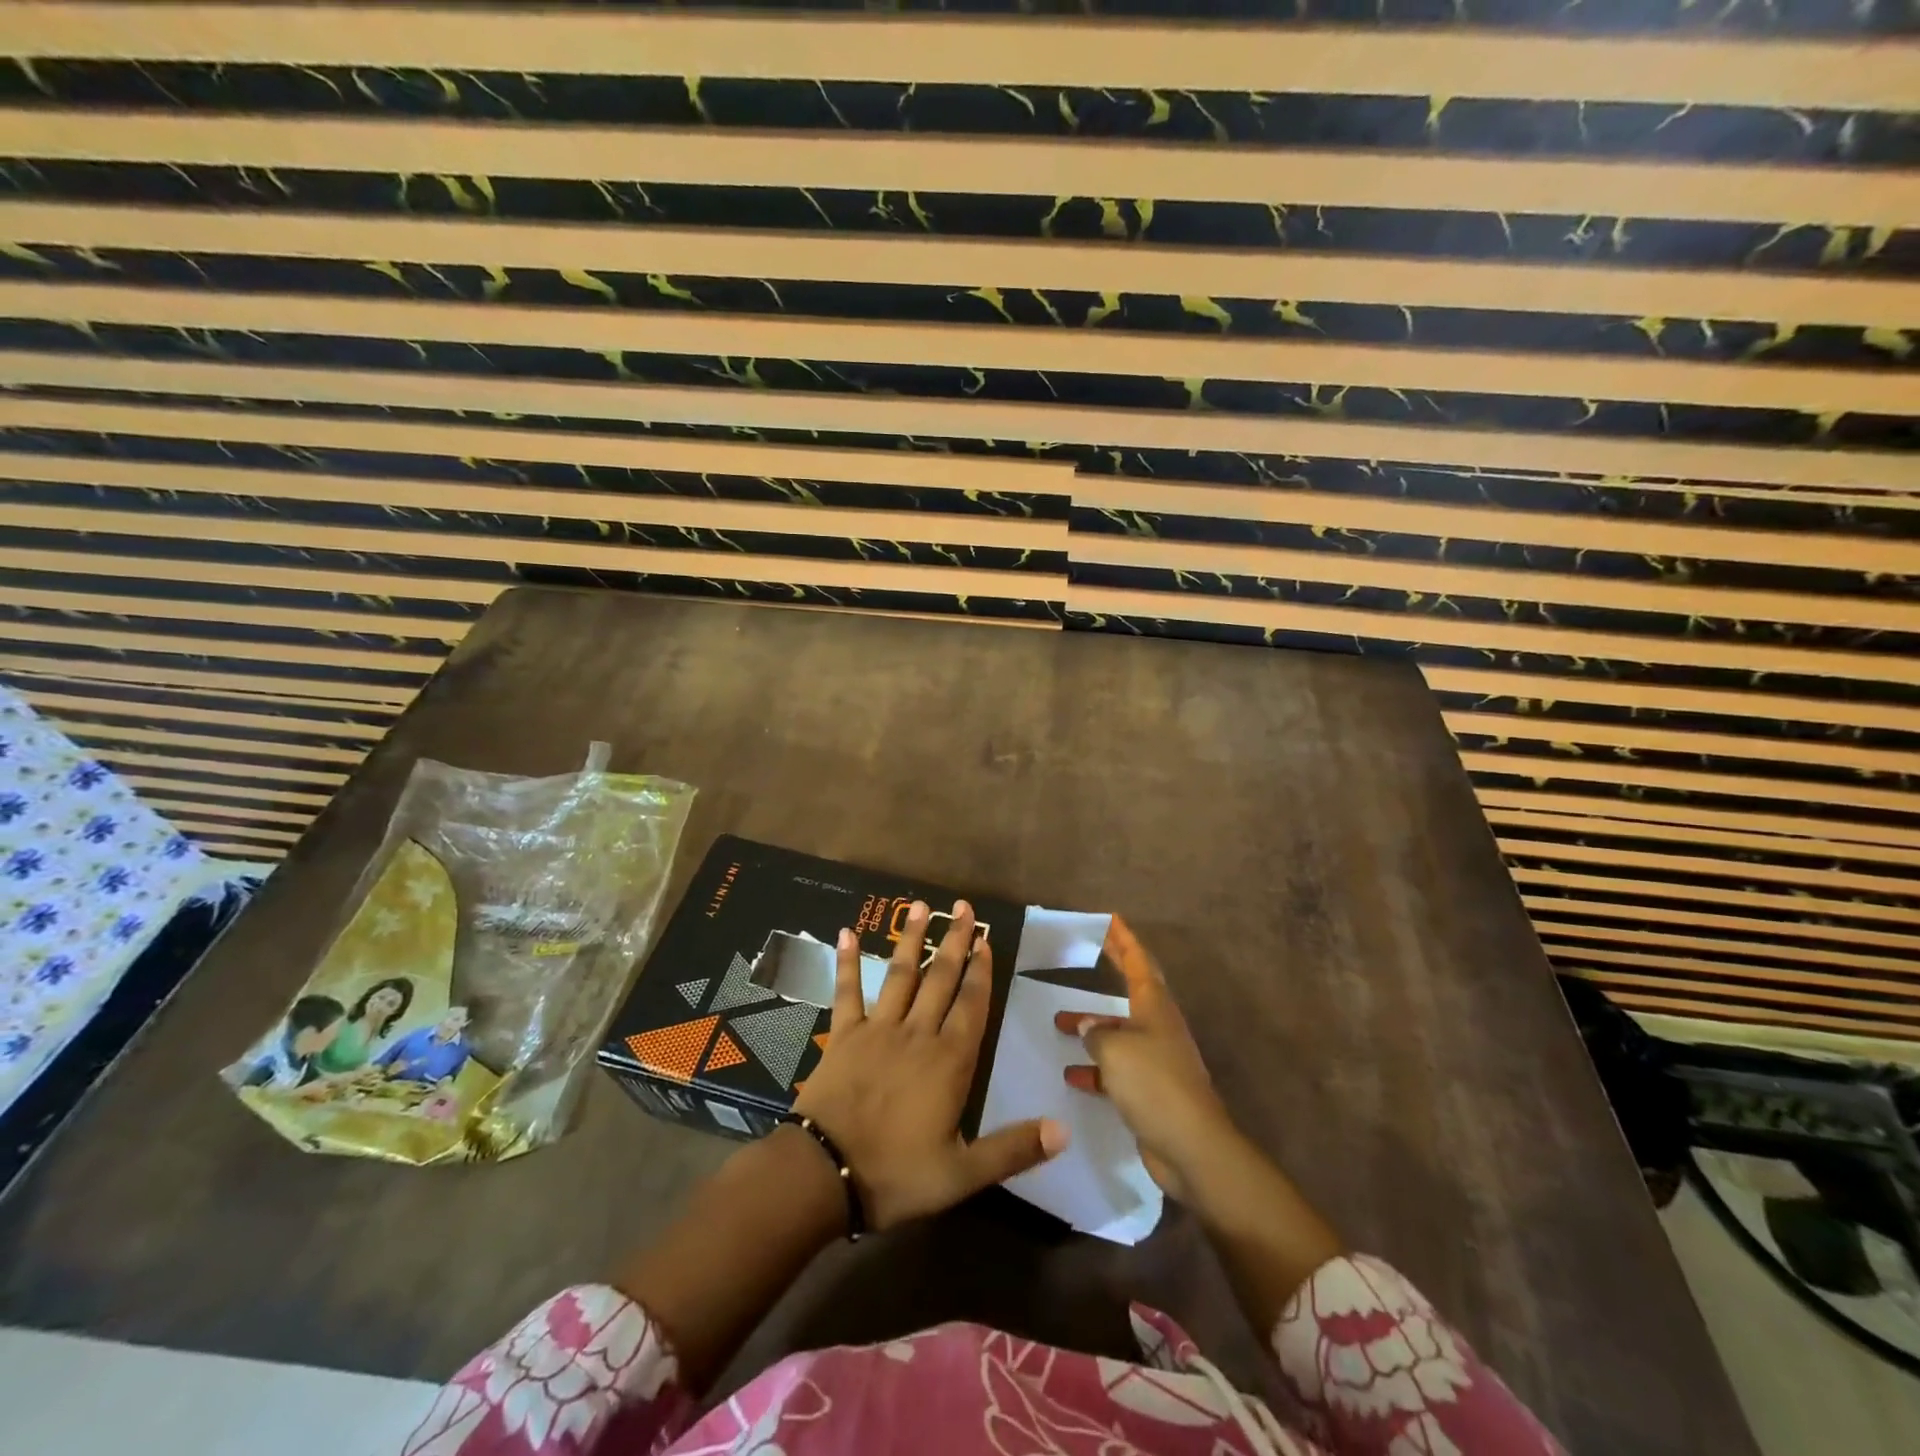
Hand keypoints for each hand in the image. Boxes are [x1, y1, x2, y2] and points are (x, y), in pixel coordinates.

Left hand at [794, 898, 1066, 1229]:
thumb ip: (1013, 1148)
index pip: (972, 1005)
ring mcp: (878, 1029)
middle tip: (964, 908)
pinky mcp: (844, 1034)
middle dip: (955, 941)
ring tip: (921, 906)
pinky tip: (847, 932)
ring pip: (901, 974)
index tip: (986, 940)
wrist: (825, 1173)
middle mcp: (917, 1033)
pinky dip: (848, 961)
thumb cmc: (896, 1174)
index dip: (981, 971)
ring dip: (912, 939)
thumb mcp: (962, 1174)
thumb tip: (1064, 1129)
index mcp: (949, 1061)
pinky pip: (847, 991)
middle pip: (941, 979)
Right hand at [1054, 916, 1234, 1201]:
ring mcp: (1156, 1060)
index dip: (1123, 939)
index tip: (1109, 919)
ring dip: (1092, 1027)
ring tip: (1059, 1024)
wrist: (1192, 1147)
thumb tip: (1086, 1026)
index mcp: (1155, 1007)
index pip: (1139, 961)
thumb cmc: (1154, 1084)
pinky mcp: (1151, 1091)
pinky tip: (1072, 1075)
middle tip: (1087, 953)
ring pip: (1119, 1032)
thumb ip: (1096, 1033)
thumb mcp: (1116, 1050)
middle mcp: (1157, 1027)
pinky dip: (1096, 1069)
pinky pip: (1118, 1069)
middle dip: (1110, 971)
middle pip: (1131, 990)